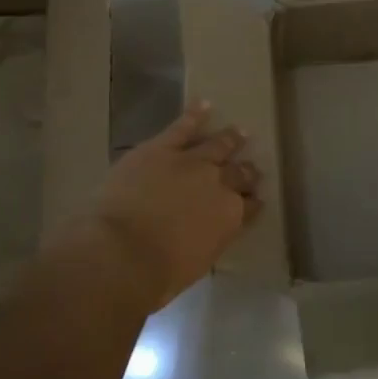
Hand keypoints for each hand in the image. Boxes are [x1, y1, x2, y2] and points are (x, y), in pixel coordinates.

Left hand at [80, 102, 260, 310]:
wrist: (121, 251)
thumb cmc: (157, 274)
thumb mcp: (195, 263)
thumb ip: (207, 242)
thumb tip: (205, 236)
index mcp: (230, 218)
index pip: (250, 206)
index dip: (253, 202)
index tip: (256, 199)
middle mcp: (219, 185)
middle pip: (239, 174)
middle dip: (246, 171)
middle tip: (251, 168)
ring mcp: (191, 162)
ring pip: (218, 145)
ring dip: (230, 138)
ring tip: (240, 131)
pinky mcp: (162, 148)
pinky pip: (182, 126)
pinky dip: (195, 114)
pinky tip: (204, 104)